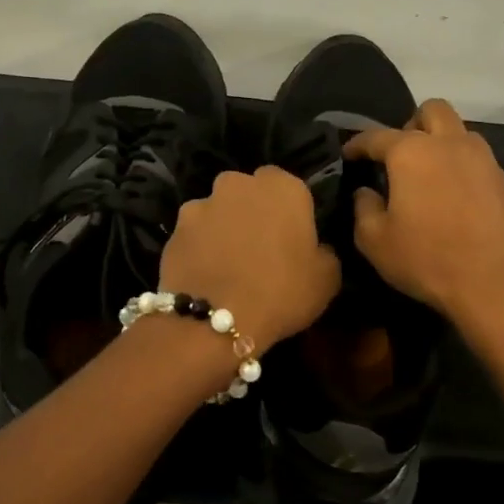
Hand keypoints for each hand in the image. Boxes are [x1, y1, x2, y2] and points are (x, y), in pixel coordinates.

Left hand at [162, 166, 341, 347]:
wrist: (214, 320)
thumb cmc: (281, 292)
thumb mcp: (327, 278)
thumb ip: (324, 251)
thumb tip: (316, 248)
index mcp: (283, 187)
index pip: (289, 185)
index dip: (290, 211)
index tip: (292, 237)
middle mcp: (239, 184)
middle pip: (249, 192)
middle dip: (253, 211)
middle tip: (260, 247)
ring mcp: (202, 203)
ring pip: (218, 210)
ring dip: (224, 227)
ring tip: (228, 263)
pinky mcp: (175, 228)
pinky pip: (195, 233)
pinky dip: (199, 246)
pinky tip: (205, 273)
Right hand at [346, 100, 503, 327]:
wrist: (497, 284)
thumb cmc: (428, 259)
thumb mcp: (376, 241)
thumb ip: (364, 208)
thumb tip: (367, 192)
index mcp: (412, 152)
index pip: (377, 136)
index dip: (358, 143)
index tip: (348, 154)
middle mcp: (450, 143)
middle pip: (431, 110)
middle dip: (411, 125)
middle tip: (399, 156)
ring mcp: (483, 160)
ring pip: (459, 132)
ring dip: (441, 143)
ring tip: (427, 176)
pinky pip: (477, 159)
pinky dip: (461, 167)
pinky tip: (453, 198)